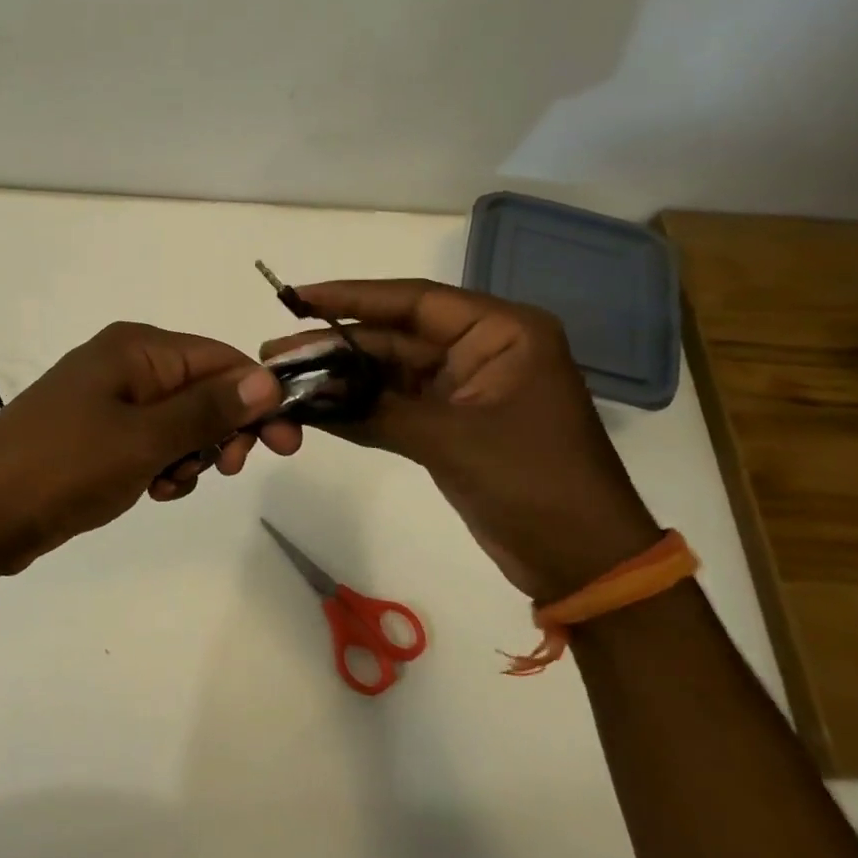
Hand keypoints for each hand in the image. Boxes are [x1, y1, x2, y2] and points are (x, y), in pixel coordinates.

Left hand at [0, 322, 301, 575]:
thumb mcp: (144, 439)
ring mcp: (107, 402)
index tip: (286, 444)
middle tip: (227, 469)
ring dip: (190, 455)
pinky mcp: (96, 437)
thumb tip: (269, 377)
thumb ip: (208, 409)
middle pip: (202, 389)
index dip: (258, 398)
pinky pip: (150, 444)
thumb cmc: (63, 466)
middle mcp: (124, 365)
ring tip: (168, 484)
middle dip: (222, 430)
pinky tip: (152, 491)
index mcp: (136, 349)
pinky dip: (162, 467)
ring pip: (179, 423)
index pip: (221, 359)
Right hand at [263, 280, 658, 600]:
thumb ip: (378, 409)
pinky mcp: (451, 425)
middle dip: (335, 346)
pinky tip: (313, 410)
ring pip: (389, 373)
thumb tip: (307, 394)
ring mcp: (464, 389)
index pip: (415, 301)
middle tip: (275, 356)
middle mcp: (482, 350)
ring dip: (341, 379)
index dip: (352, 296)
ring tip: (284, 381)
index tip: (298, 298)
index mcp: (502, 333)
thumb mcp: (454, 440)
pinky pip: (394, 406)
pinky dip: (357, 409)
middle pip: (395, 338)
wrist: (582, 561)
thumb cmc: (534, 483)